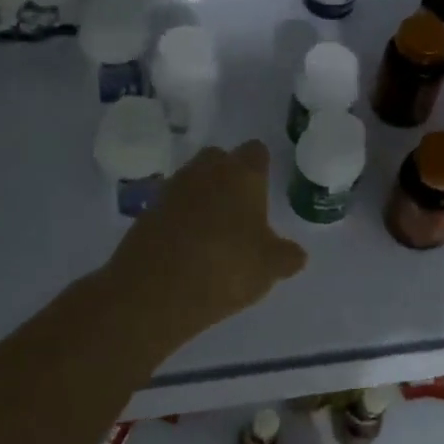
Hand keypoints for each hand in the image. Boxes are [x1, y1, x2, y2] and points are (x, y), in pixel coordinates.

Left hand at [109, 141, 308, 343]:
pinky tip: (187, 246)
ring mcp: (172, 188)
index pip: (256, 152)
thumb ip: (286, 256)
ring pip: (193, 180)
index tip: (264, 189)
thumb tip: (296, 254)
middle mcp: (206, 171)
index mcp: (242, 174)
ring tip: (213, 231)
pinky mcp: (147, 211)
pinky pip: (171, 205)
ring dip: (202, 196)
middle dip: (229, 176)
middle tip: (240, 208)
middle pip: (220, 159)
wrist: (153, 292)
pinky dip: (180, 217)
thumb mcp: (269, 268)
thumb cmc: (225, 269)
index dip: (261, 168)